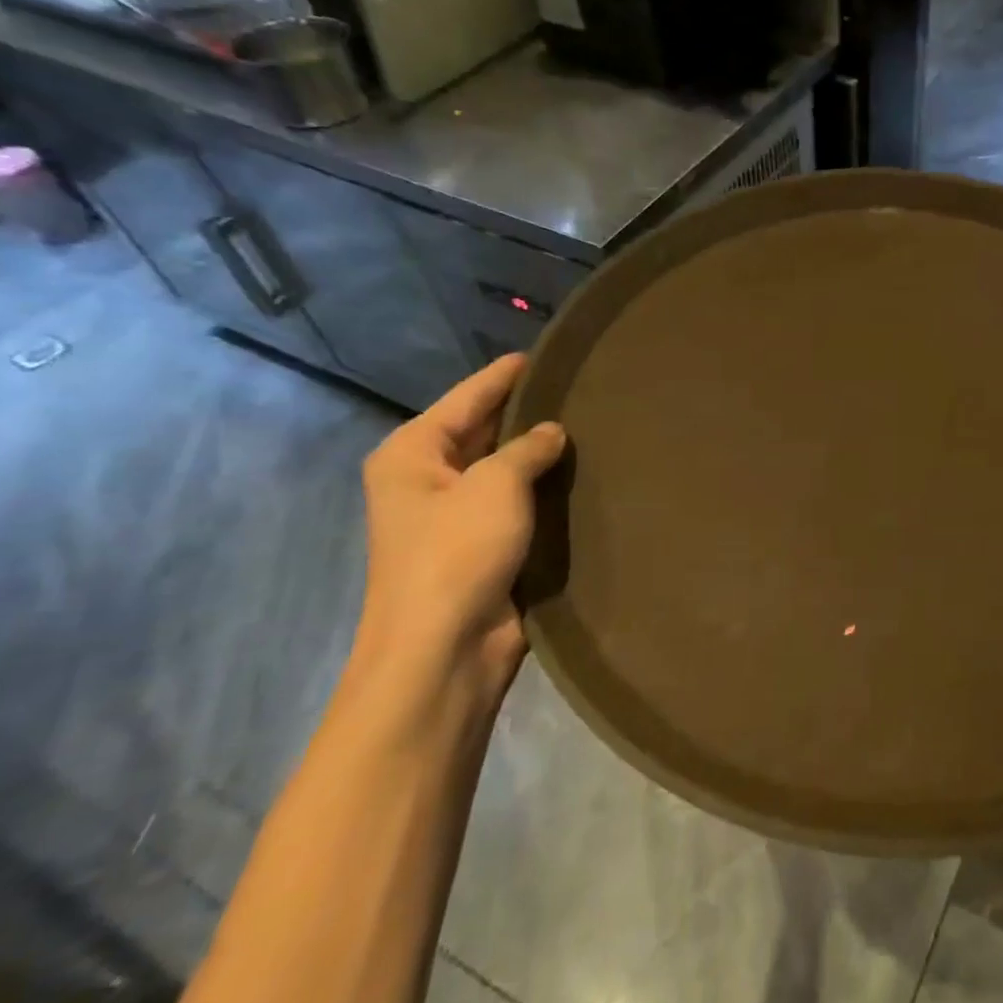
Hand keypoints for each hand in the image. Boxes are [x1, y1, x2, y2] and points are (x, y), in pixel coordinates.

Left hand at [352, 355, 565, 697]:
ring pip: (503, 469)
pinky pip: (517, 503)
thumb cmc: (457, 554)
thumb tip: (550, 432)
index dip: (506, 374)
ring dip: (538, 454)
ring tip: (591, 424)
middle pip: (482, 430)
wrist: (444, 650)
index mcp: (412, 453)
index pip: (467, 397)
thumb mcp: (495, 486)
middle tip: (581, 387)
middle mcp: (427, 478)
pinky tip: (581, 473)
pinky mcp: (482, 546)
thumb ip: (526, 448)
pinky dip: (543, 490)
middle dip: (526, 413)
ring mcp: (454, 515)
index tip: (546, 352)